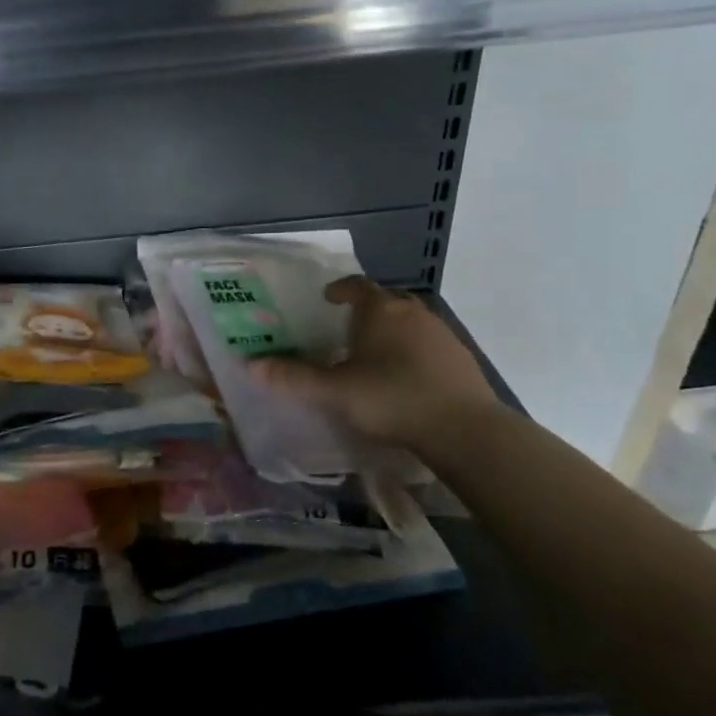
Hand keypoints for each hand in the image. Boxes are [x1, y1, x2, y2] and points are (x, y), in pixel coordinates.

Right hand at [249, 278, 500, 449]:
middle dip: (366, 311)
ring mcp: (441, 333)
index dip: (340, 289)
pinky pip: (429, 344)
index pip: (356, 285)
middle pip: (385, 301)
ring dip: (392, 331)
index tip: (328, 300)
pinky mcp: (460, 358)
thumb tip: (250, 365)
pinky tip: (405, 378)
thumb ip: (294, 378)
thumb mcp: (335, 392)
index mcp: (379, 310)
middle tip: (346, 331)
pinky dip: (413, 352)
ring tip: (374, 356)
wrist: (465, 429)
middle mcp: (411, 312)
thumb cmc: (392, 398)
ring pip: (409, 322)